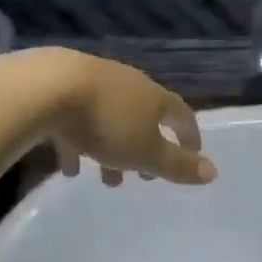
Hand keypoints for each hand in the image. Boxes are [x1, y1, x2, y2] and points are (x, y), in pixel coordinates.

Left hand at [39, 51, 214, 186]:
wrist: (48, 88)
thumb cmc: (106, 123)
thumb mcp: (146, 152)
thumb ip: (177, 164)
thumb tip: (213, 171)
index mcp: (153, 96)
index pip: (181, 113)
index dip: (189, 135)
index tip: (193, 156)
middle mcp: (127, 84)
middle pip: (143, 116)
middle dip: (145, 146)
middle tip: (144, 177)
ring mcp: (93, 83)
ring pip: (110, 119)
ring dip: (111, 149)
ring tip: (104, 179)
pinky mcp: (61, 88)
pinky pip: (76, 121)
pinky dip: (78, 143)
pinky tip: (68, 166)